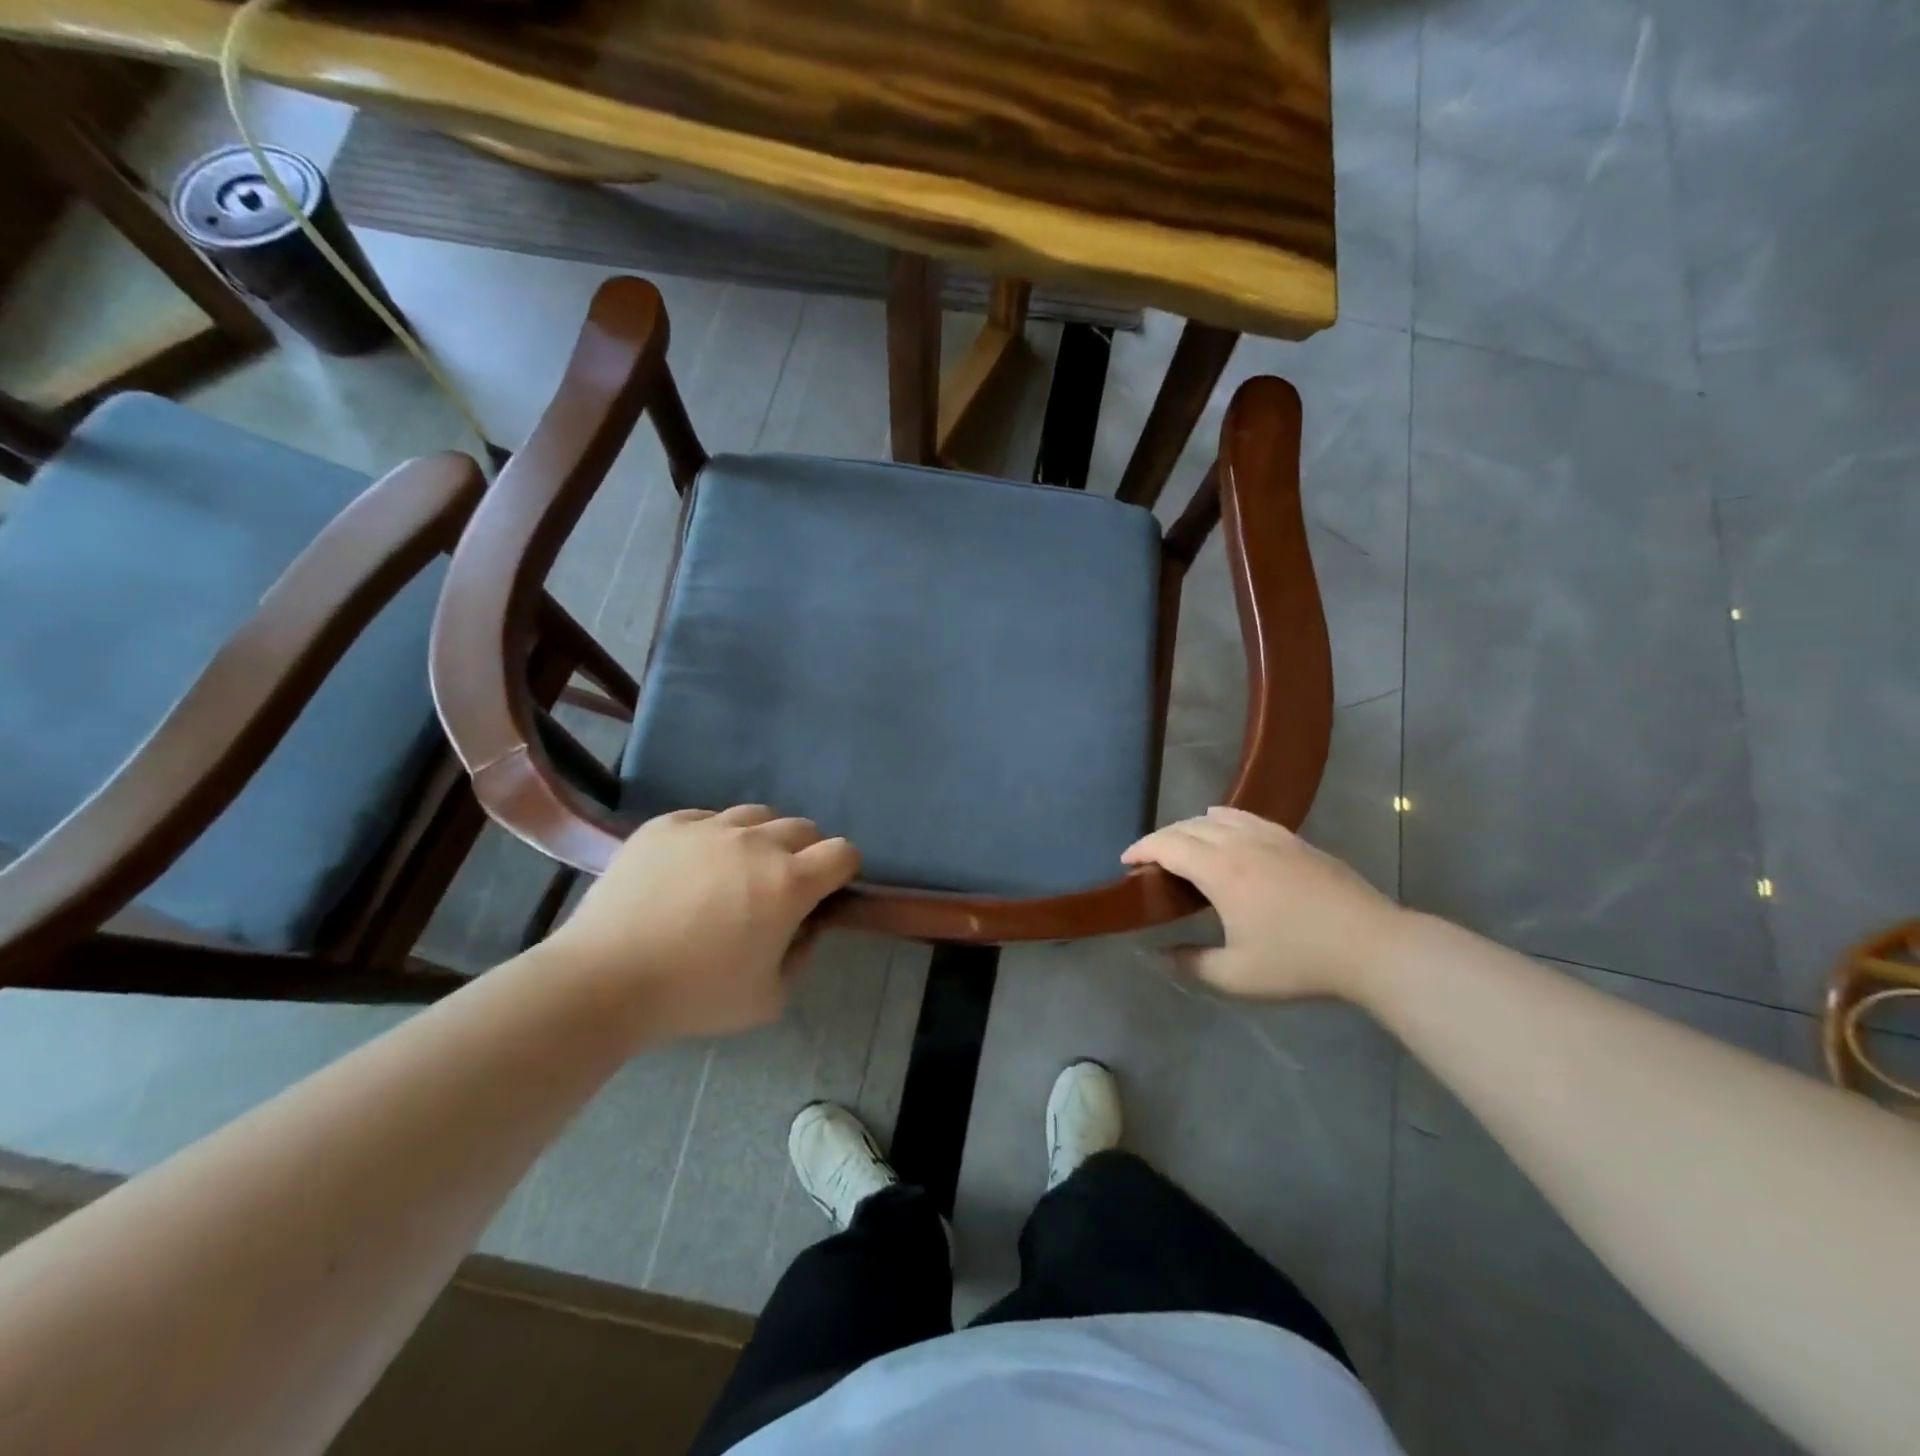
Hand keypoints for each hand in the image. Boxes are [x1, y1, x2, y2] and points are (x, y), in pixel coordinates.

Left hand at [545, 805, 859, 1041]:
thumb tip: (806, 925)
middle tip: (780, 886)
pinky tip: (693, 867)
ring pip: (757, 815)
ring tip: (737, 869)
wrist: (603, 980)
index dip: (844, 869)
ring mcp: (709, 827)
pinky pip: (707, 818)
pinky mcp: (668, 824)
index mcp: (789, 883)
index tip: (827, 891)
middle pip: (804, 827)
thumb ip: (802, 955)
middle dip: (805, 853)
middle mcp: (756, 843)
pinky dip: (713, 837)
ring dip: (762, 839)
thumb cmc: (694, 996)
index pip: (843, 852)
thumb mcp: (768, 998)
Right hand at [1122, 806, 1405, 1001]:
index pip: (1168, 845)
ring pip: (1217, 817)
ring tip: (1181, 846)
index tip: (1126, 862)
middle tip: (1148, 860)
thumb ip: (1191, 963)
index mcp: (1221, 870)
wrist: (1373, 946)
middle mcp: (1240, 842)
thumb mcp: (1237, 976)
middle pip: (1188, 827)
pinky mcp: (1295, 840)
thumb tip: (1158, 954)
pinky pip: (1247, 817)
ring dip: (1190, 827)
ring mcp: (1271, 837)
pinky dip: (1223, 819)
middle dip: (1161, 838)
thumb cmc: (1300, 961)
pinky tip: (1225, 829)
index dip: (1141, 849)